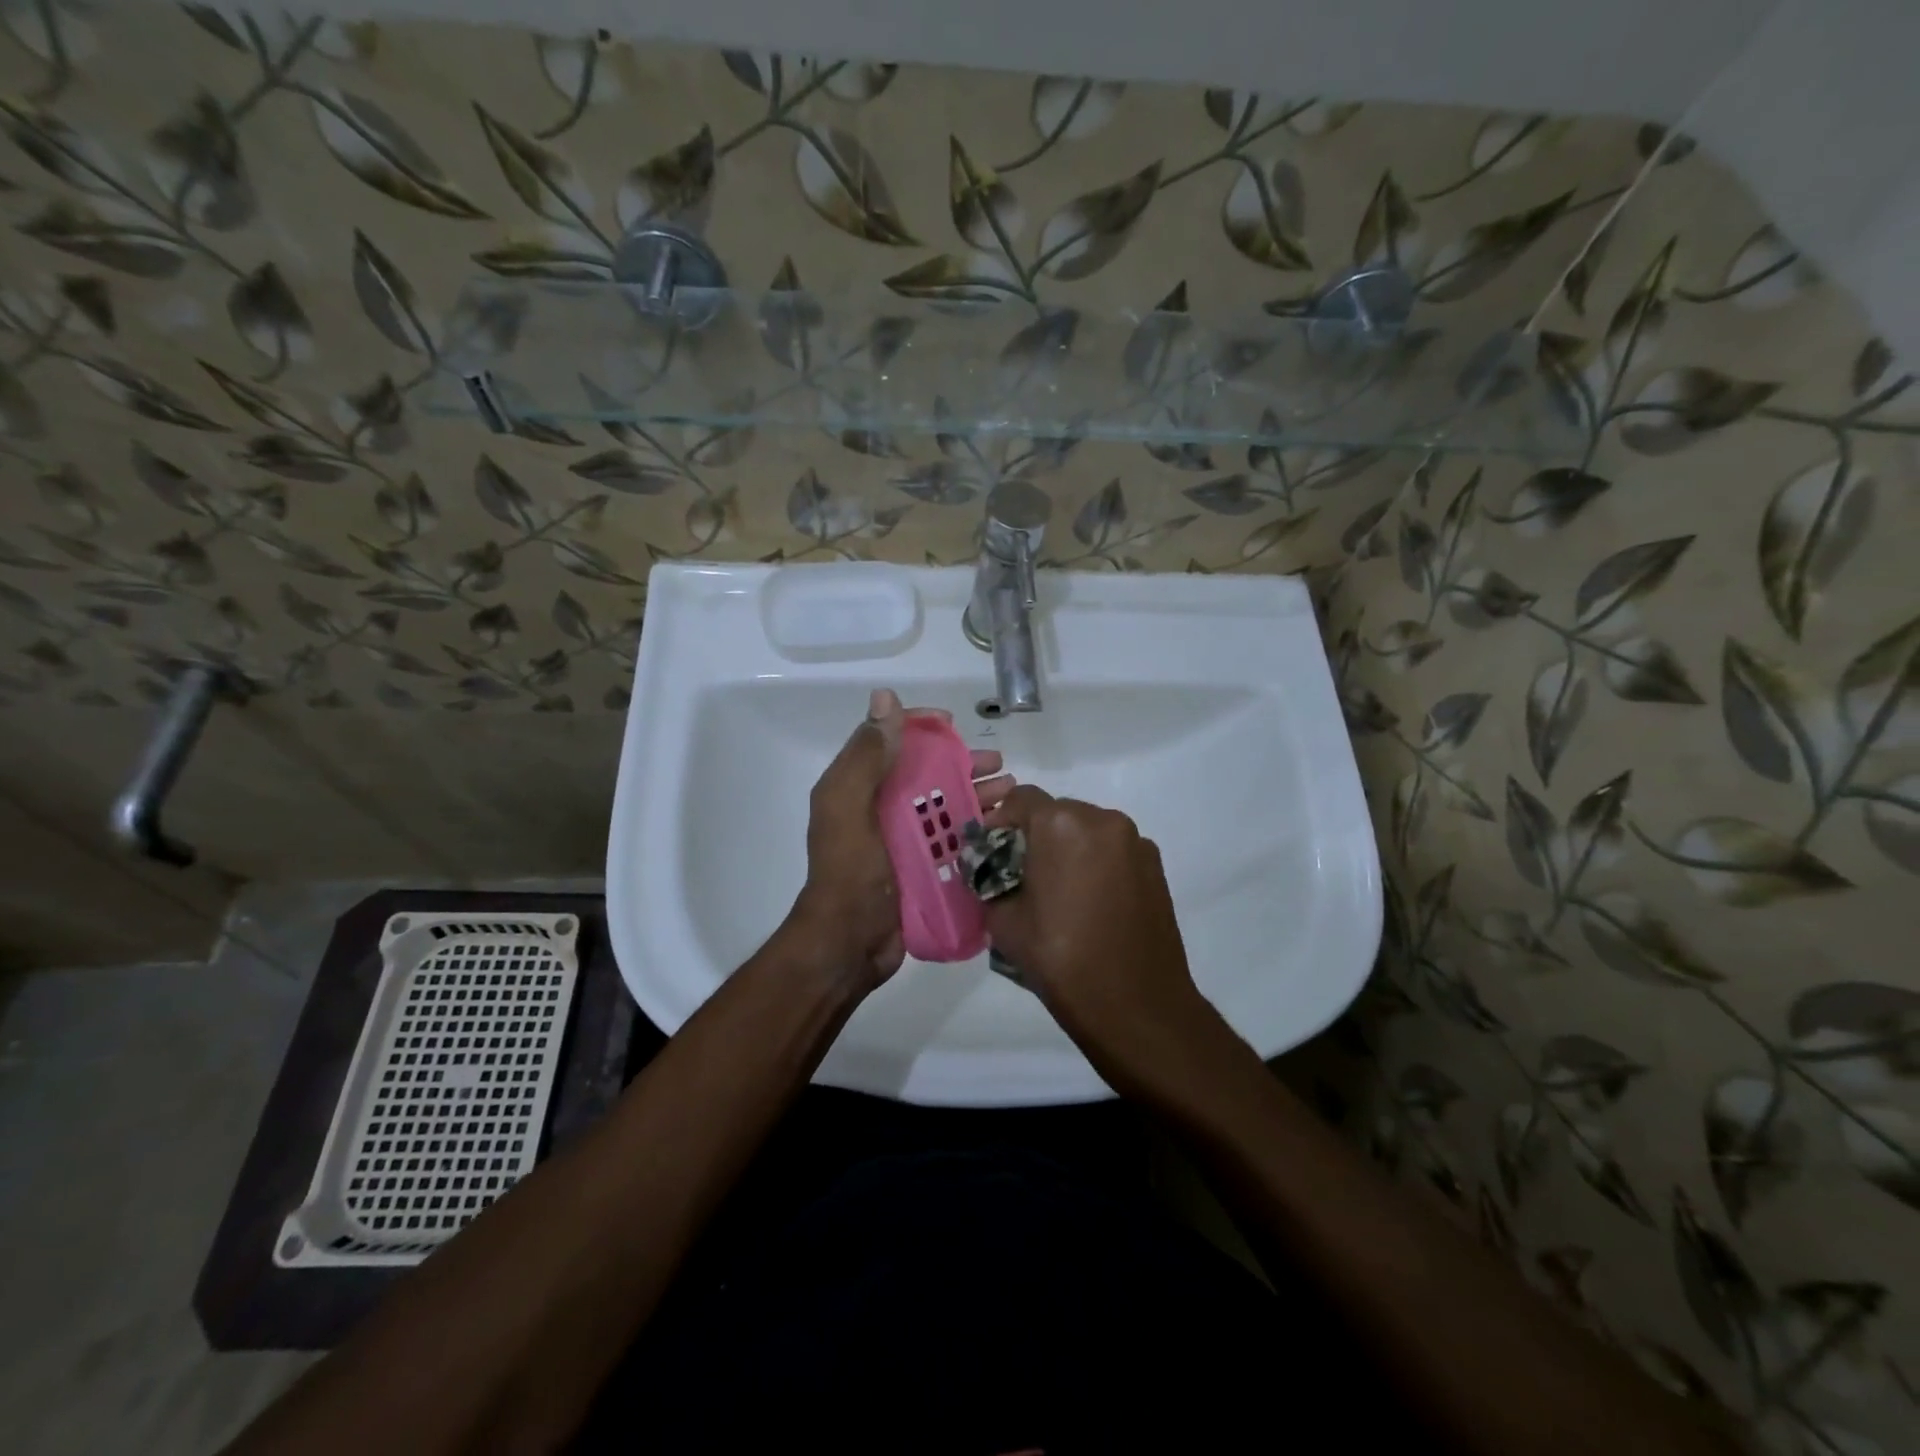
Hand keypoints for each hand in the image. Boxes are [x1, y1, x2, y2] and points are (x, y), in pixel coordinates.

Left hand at [786, 689, 1011, 992]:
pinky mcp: (923, 868)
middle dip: (962, 764)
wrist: (849, 944)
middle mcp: (880, 808)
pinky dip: (978, 829)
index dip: (921, 728)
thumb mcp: (849, 805)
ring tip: (1013, 792)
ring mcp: (903, 840)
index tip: (954, 725)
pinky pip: (954, 839)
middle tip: (999, 765)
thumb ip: (867, 754)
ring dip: (978, 794)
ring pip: (946, 806)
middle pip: (926, 773)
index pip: (890, 741)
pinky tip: (1006, 827)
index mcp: (859, 787)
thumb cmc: (851, 871)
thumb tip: (885, 698)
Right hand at [982, 786, 1218, 1086]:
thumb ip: (987, 881)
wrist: (1136, 1006)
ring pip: (1087, 830)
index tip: (991, 852)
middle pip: (1056, 811)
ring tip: (1058, 892)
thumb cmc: (1061, 960)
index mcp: (1060, 824)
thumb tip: (985, 870)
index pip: (1019, 798)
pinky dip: (1095, 863)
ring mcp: (1135, 841)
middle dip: (1034, 836)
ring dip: (1067, 848)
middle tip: (1020, 874)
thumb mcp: (1003, 921)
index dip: (999, 821)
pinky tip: (1090, 902)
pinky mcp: (1155, 866)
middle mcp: (1102, 819)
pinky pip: (1113, 850)